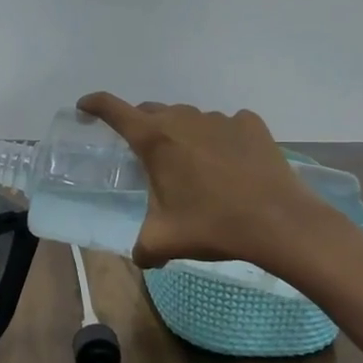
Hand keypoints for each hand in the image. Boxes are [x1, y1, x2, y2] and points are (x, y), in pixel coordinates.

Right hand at [76, 93, 336, 272]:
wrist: (278, 222)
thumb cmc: (212, 226)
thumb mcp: (164, 242)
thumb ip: (142, 248)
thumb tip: (142, 258)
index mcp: (155, 140)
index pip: (113, 109)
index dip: (94, 104)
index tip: (85, 107)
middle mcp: (184, 120)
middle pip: (152, 111)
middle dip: (141, 126)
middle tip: (144, 154)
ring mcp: (220, 119)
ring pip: (189, 118)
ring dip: (182, 134)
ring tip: (191, 165)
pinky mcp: (250, 125)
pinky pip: (226, 125)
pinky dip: (220, 138)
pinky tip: (228, 162)